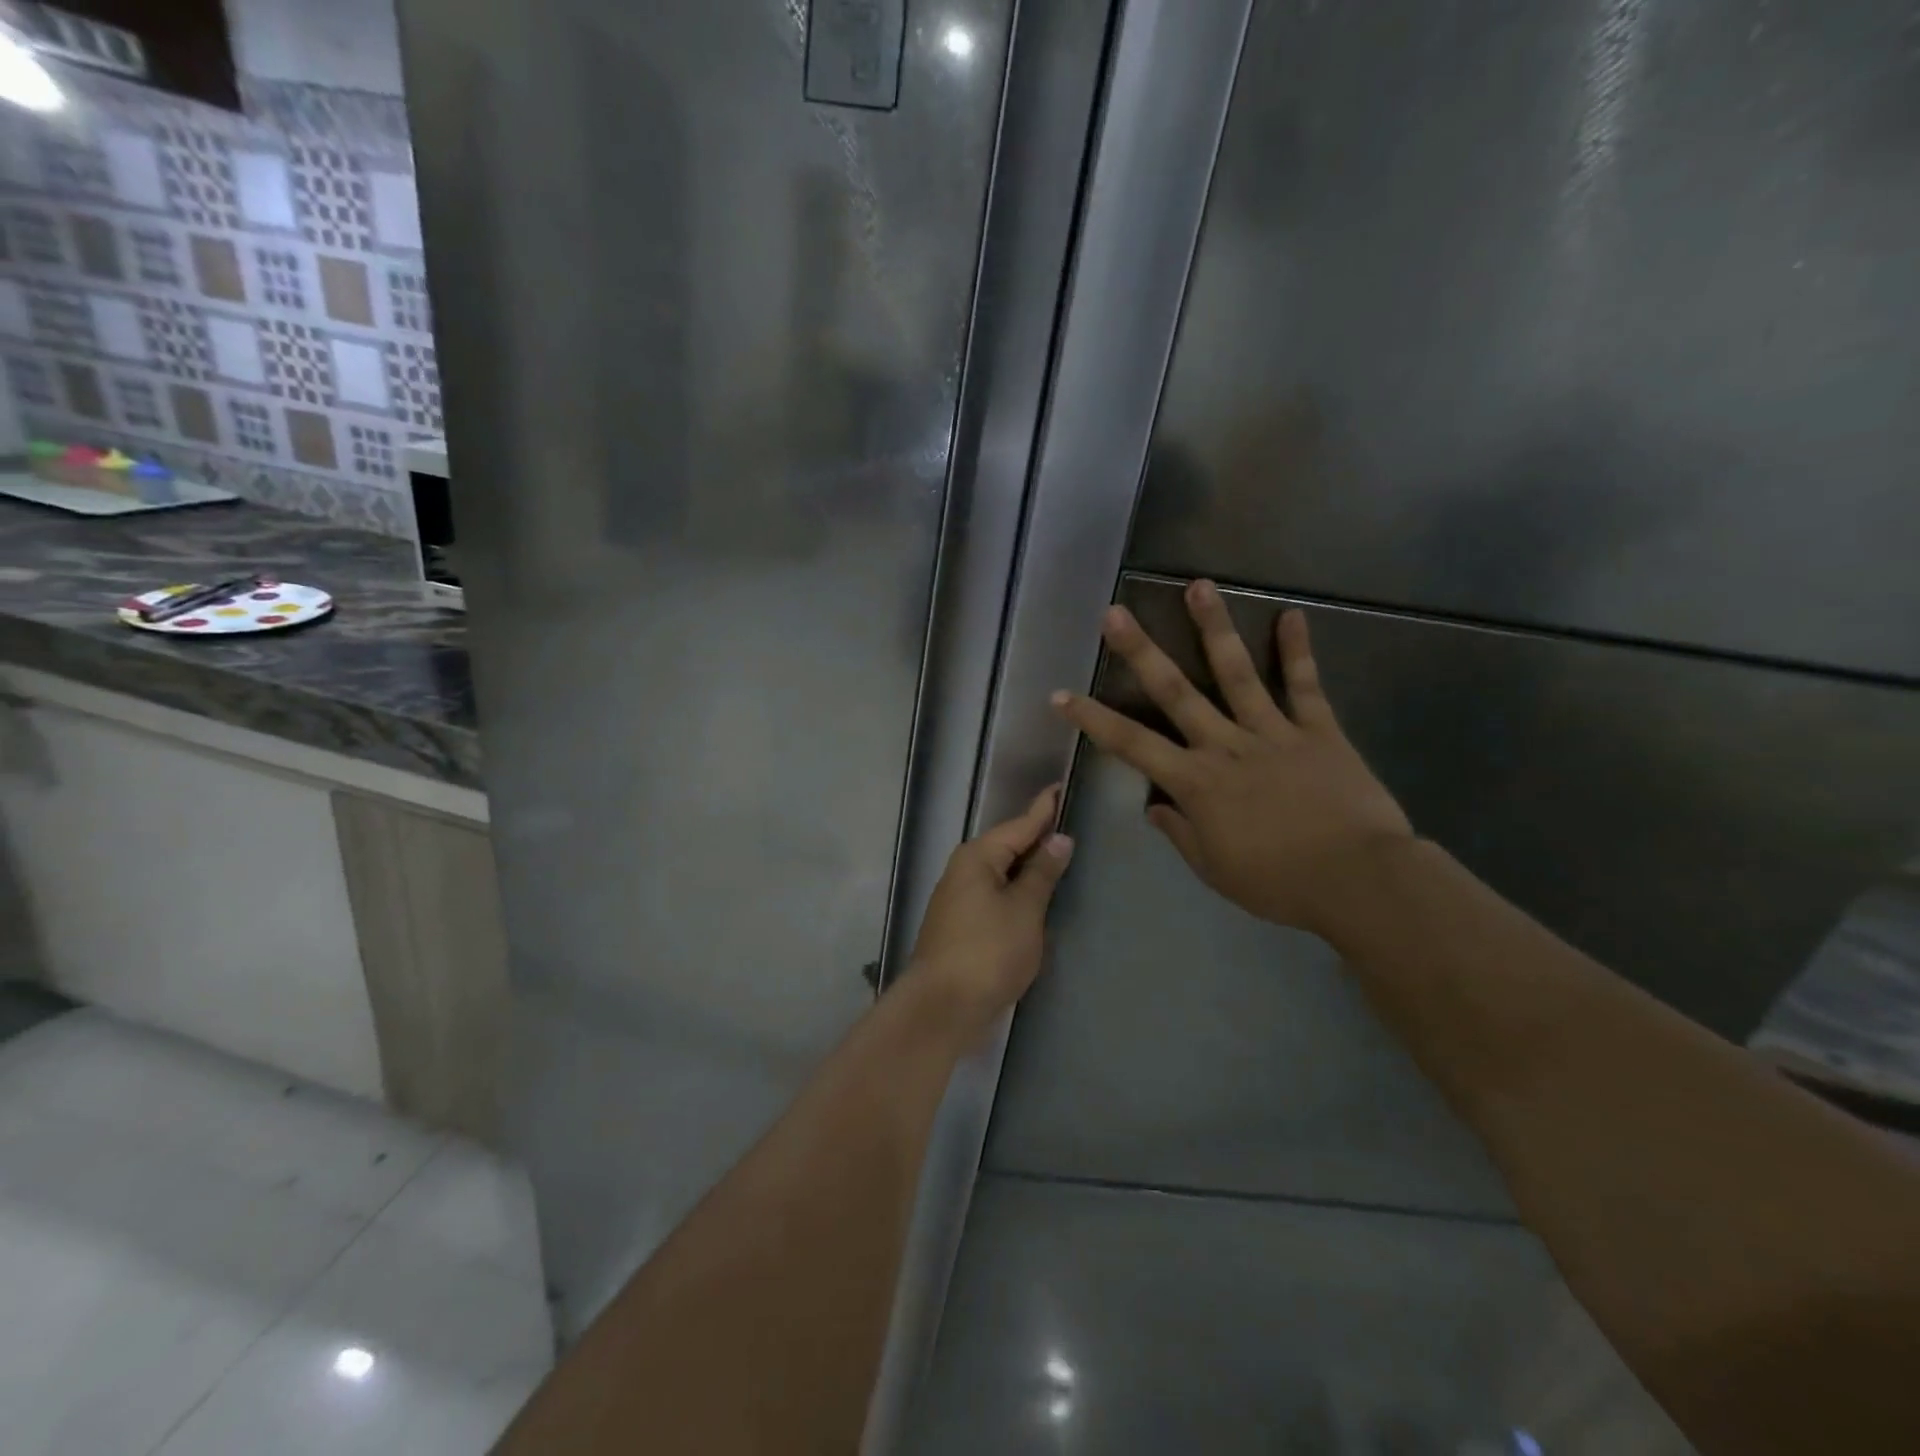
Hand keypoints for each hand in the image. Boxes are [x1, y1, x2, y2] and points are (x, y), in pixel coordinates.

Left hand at [908, 787, 1074, 1034]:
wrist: (942, 1007)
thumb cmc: (988, 952)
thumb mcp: (1024, 910)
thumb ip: (1042, 873)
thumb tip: (1058, 839)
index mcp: (978, 858)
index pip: (1018, 825)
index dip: (1042, 810)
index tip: (1059, 787)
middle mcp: (963, 871)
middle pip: (1006, 847)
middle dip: (1034, 837)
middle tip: (1065, 823)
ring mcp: (958, 900)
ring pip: (1000, 873)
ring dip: (1026, 867)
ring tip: (1056, 857)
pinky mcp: (960, 926)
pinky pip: (995, 896)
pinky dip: (1015, 892)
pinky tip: (1033, 898)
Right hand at [1052, 581, 1412, 937]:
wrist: (1359, 881)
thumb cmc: (1279, 883)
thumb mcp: (1215, 869)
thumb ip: (1181, 833)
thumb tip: (1155, 807)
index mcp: (1196, 782)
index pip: (1130, 745)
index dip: (1092, 719)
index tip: (1061, 695)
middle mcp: (1225, 746)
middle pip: (1175, 692)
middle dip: (1141, 651)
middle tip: (1116, 613)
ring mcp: (1273, 733)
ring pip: (1237, 673)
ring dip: (1214, 628)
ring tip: (1199, 586)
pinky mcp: (1319, 731)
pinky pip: (1306, 686)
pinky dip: (1299, 650)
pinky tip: (1293, 614)